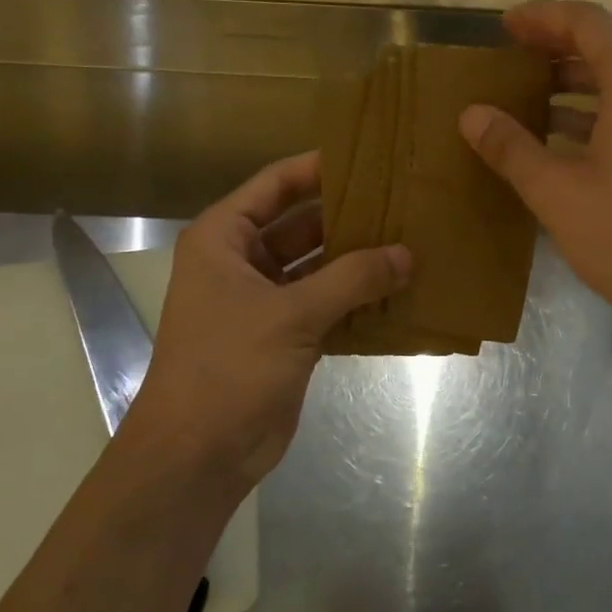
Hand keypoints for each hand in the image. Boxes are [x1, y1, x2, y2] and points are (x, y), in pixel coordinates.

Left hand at [119, 152, 409, 494]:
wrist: (199, 454)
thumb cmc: (229, 367)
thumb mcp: (291, 314)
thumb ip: (352, 278)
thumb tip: (407, 254)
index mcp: (224, 239)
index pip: (275, 184)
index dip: (319, 167)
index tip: (370, 157)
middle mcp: (242, 262)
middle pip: (301, 223)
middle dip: (349, 216)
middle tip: (404, 201)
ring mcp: (264, 300)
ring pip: (318, 265)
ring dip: (358, 259)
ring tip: (411, 240)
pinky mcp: (285, 335)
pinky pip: (327, 302)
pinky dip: (357, 297)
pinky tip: (399, 289)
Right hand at [459, 1, 611, 337]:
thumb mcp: (555, 193)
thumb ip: (511, 147)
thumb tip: (471, 114)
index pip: (590, 23)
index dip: (544, 16)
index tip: (505, 26)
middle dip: (567, 35)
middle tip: (523, 48)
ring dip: (587, 68)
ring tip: (538, 84)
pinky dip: (606, 98)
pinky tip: (569, 128)